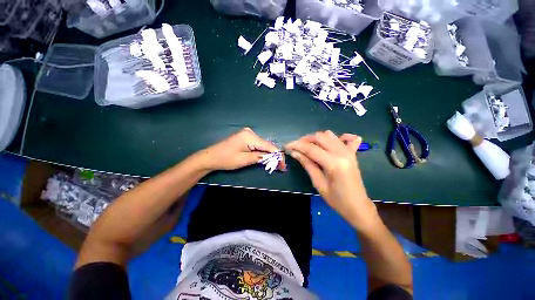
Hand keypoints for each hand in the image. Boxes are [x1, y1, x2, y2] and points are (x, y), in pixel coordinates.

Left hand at [201, 128, 285, 171]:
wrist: (210, 157)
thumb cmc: (226, 159)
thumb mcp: (244, 160)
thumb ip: (261, 157)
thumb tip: (275, 158)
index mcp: (250, 136)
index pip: (269, 146)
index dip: (278, 156)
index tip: (283, 166)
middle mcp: (250, 132)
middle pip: (267, 145)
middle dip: (274, 156)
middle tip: (280, 167)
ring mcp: (248, 134)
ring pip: (263, 145)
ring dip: (269, 155)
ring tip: (275, 164)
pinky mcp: (245, 137)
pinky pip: (257, 145)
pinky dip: (262, 152)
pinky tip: (266, 158)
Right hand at [286, 131, 376, 229]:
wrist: (358, 206)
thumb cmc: (336, 200)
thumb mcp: (318, 183)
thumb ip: (307, 164)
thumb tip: (294, 152)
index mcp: (334, 163)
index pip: (311, 148)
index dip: (296, 145)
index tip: (287, 146)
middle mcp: (342, 152)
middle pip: (319, 137)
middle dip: (305, 140)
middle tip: (296, 147)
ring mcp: (349, 151)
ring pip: (329, 135)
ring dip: (316, 138)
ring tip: (308, 147)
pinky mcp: (352, 153)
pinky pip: (345, 138)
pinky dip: (336, 137)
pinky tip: (329, 143)